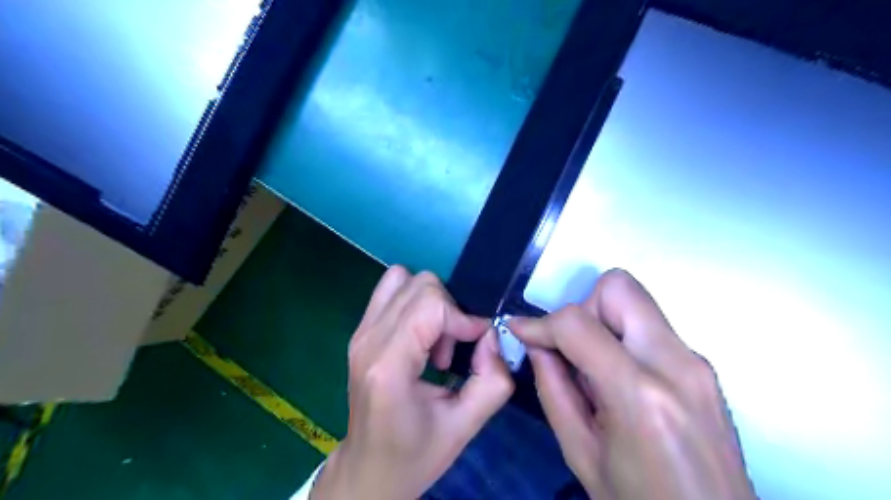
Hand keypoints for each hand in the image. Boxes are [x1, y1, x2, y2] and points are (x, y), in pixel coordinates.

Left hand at [310, 267, 511, 496]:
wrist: (368, 469)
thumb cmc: (415, 454)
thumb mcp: (465, 427)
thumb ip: (493, 380)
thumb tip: (491, 336)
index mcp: (389, 365)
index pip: (431, 304)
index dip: (463, 318)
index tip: (476, 344)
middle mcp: (368, 339)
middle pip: (420, 284)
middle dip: (449, 311)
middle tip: (452, 349)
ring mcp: (360, 331)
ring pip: (403, 278)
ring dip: (430, 302)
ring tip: (434, 341)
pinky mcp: (360, 330)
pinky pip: (392, 290)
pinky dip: (415, 303)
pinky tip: (420, 337)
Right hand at [512, 269, 753, 498]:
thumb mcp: (579, 452)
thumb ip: (552, 388)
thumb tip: (537, 344)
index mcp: (640, 395)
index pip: (577, 323)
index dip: (540, 322)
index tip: (522, 332)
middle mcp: (676, 364)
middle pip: (617, 287)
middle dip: (582, 308)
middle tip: (572, 349)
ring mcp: (696, 361)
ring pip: (634, 300)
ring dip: (602, 322)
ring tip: (595, 368)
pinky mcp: (703, 365)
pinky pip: (649, 326)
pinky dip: (622, 337)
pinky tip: (618, 378)